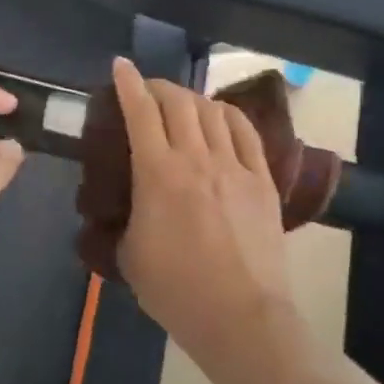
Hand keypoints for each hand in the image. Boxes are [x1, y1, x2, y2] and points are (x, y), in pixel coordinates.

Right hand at [111, 58, 298, 374]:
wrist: (241, 317)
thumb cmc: (177, 291)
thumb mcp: (130, 254)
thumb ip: (127, 216)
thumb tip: (130, 202)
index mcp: (158, 174)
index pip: (141, 112)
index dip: (129, 83)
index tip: (120, 65)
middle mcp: (197, 158)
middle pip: (178, 102)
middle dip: (158, 86)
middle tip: (147, 90)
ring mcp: (235, 166)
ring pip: (212, 111)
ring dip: (191, 99)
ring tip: (181, 105)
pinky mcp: (262, 180)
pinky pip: (246, 132)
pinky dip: (228, 115)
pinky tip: (220, 117)